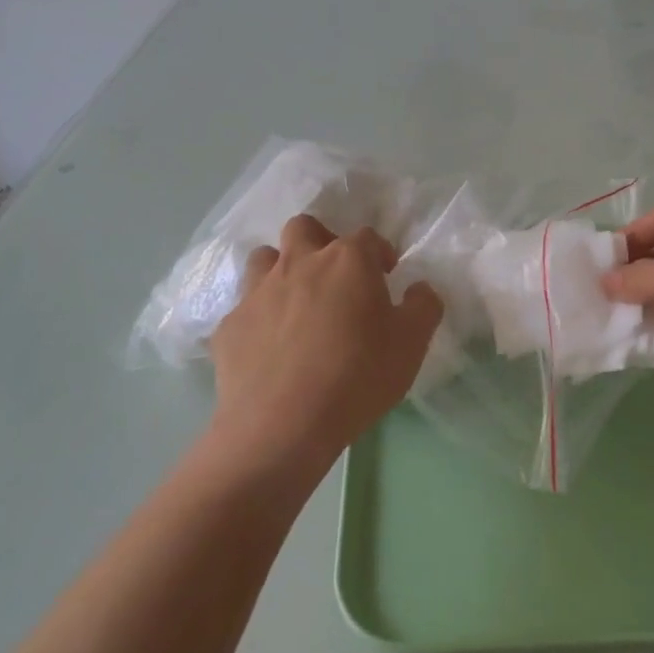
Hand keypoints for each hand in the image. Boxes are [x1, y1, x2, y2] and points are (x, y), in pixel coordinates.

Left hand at [206, 215, 442, 476]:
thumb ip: (423, 307)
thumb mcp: (411, 344)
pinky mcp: (230, 325)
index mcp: (346, 261)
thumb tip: (420, 288)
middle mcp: (299, 262)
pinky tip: (268, 347)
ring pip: (265, 258)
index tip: (386, 275)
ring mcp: (258, 291)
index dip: (379, 253)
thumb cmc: (357, 377)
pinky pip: (244, 308)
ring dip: (281, 270)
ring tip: (295, 302)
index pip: (367, 237)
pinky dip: (258, 318)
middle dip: (320, 240)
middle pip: (305, 227)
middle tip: (334, 275)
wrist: (282, 426)